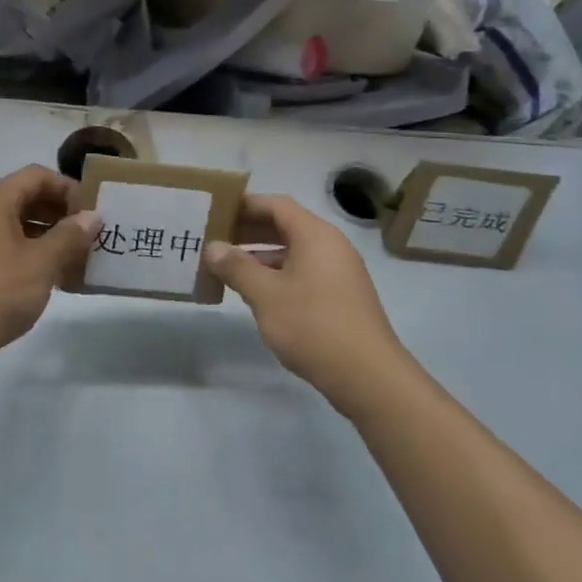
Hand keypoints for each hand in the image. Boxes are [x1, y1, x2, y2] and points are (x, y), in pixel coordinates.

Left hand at [0, 165, 100, 371]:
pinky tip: (47, 274)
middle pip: (24, 196)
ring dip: (46, 233)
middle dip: (58, 212)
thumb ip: (70, 236)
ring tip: (72, 257)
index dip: (67, 189)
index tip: (90, 214)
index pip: (36, 175)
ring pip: (14, 221)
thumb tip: (92, 216)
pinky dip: (27, 249)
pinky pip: (2, 242)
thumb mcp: (41, 264)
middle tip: (86, 236)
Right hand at [205, 195, 411, 414]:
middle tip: (215, 239)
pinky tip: (256, 293)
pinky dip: (277, 274)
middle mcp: (330, 245)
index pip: (276, 205)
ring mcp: (338, 272)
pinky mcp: (341, 296)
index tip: (215, 211)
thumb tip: (213, 247)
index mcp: (314, 235)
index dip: (245, 205)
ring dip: (260, 255)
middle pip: (285, 225)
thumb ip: (236, 267)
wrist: (368, 376)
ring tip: (227, 267)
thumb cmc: (313, 325)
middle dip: (249, 230)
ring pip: (293, 251)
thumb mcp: (266, 295)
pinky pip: (303, 272)